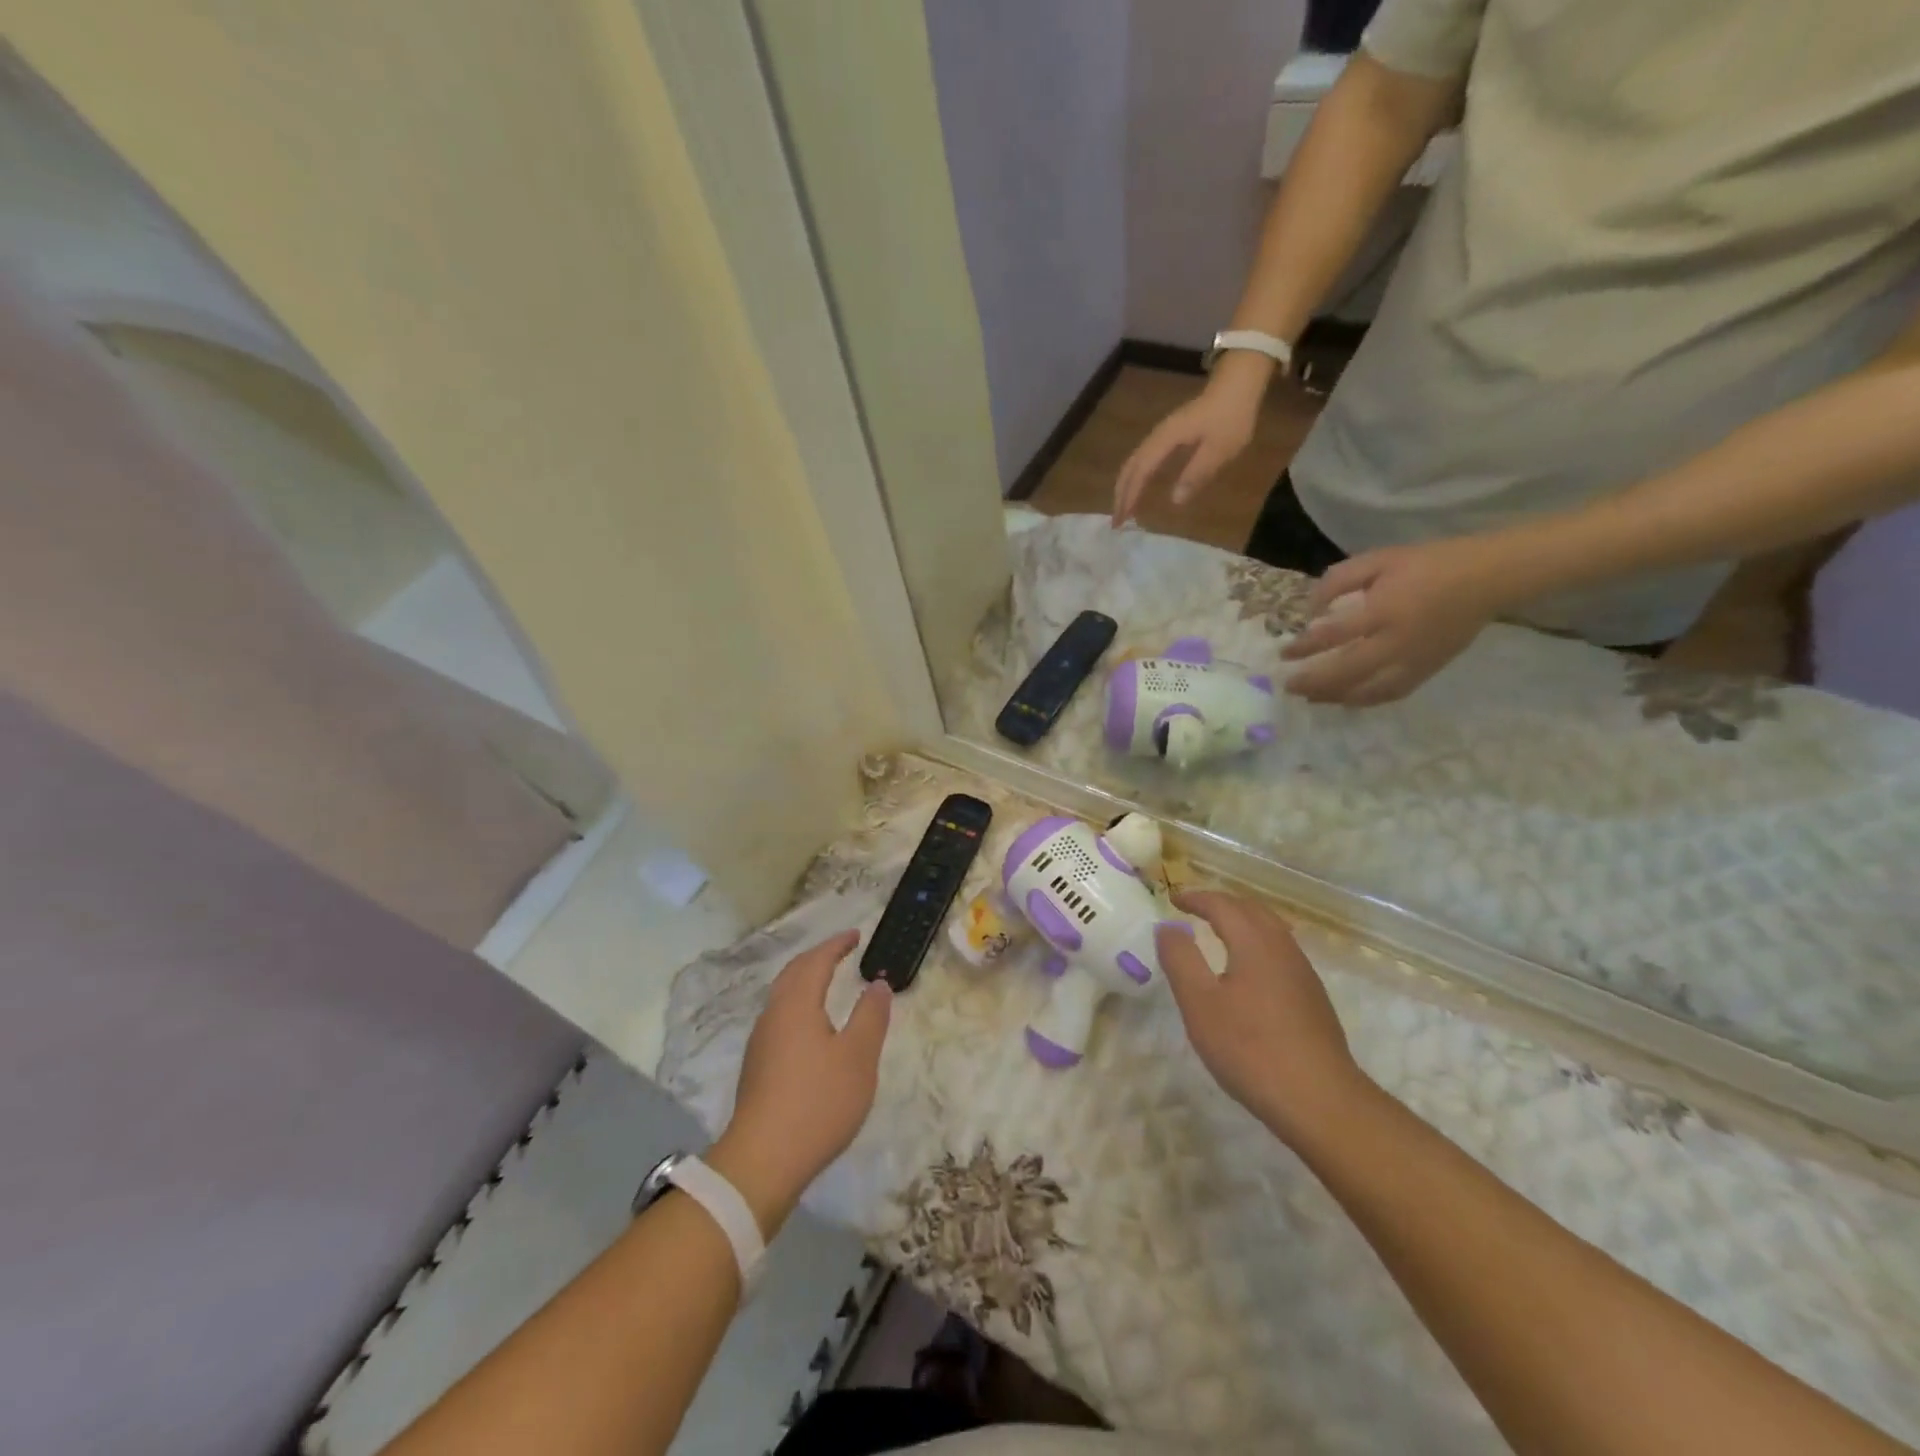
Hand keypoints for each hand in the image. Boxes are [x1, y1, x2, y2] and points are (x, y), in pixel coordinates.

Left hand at [709, 931, 891, 1229]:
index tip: (856, 935)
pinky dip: (799, 1005)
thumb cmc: (818, 1102)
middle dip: (818, 958)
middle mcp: (773, 1015)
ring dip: (805, 981)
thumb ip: (871, 1016)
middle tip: (841, 951)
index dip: (836, 945)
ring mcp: (761, 1043)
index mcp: (796, 1005)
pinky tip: (811, 1026)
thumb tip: (877, 983)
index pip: (816, 961)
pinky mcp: (757, 1068)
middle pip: (793, 974)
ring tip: (827, 982)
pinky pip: (780, 1018)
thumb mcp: (858, 1057)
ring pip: (783, 997)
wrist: (763, 1161)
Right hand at [1112, 357, 1268, 524]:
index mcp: (1166, 440)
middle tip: (1117, 521)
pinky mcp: (1167, 435)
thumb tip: (1174, 500)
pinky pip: (1142, 459)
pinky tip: (1138, 486)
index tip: (1123, 520)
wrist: (1238, 383)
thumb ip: (1197, 474)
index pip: (1141, 472)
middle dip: (1120, 495)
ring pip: (1133, 463)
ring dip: (1125, 486)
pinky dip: (1135, 477)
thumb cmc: (1231, 416)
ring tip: (1123, 508)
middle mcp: (1157, 437)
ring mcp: (1160, 434)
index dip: (1130, 496)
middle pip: (1130, 467)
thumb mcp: (1220, 449)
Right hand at [1155, 891, 1366, 1144]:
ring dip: (1242, 921)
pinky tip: (1248, 969)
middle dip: (1221, 903)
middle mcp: (1283, 948)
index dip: (1196, 897)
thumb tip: (1168, 927)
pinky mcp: (1313, 998)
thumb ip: (1181, 959)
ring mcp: (1302, 973)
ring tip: (1218, 931)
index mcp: (1255, 943)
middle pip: (1252, 910)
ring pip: (1271, 930)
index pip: (1223, 905)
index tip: (1173, 898)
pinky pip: (1280, 951)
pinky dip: (1256, 942)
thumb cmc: (1250, 1048)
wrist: (1320, 1100)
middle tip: (1194, 908)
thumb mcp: (1200, 1003)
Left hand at [1281, 535, 1513, 704]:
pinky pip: (1391, 693)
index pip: (1334, 635)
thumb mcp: (1378, 559)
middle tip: (1288, 685)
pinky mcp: (1428, 670)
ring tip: (1309, 697)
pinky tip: (1345, 699)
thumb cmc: (1428, 564)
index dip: (1305, 647)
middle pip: (1348, 672)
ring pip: (1368, 690)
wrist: (1488, 577)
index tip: (1284, 653)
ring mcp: (1415, 660)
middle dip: (1314, 681)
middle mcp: (1398, 641)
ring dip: (1334, 696)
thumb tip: (1311, 611)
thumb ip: (1339, 581)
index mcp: (1385, 609)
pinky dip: (1364, 700)